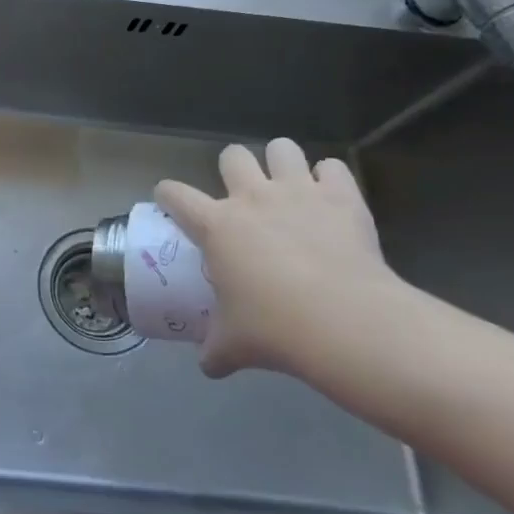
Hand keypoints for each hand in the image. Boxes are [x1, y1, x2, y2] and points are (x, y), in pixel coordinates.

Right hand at [155, 140, 399, 377]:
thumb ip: (215, 349)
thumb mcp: (234, 344)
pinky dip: (330, 178)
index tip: (171, 202)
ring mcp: (298, 192)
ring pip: (281, 148)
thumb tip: (208, 365)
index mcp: (216, 225)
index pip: (176, 194)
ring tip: (288, 185)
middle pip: (231, 156)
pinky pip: (333, 167)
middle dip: (233, 169)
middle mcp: (251, 198)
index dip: (168, 195)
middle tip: (242, 196)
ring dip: (282, 162)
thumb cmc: (275, 329)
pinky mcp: (341, 197)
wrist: (345, 322)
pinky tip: (331, 197)